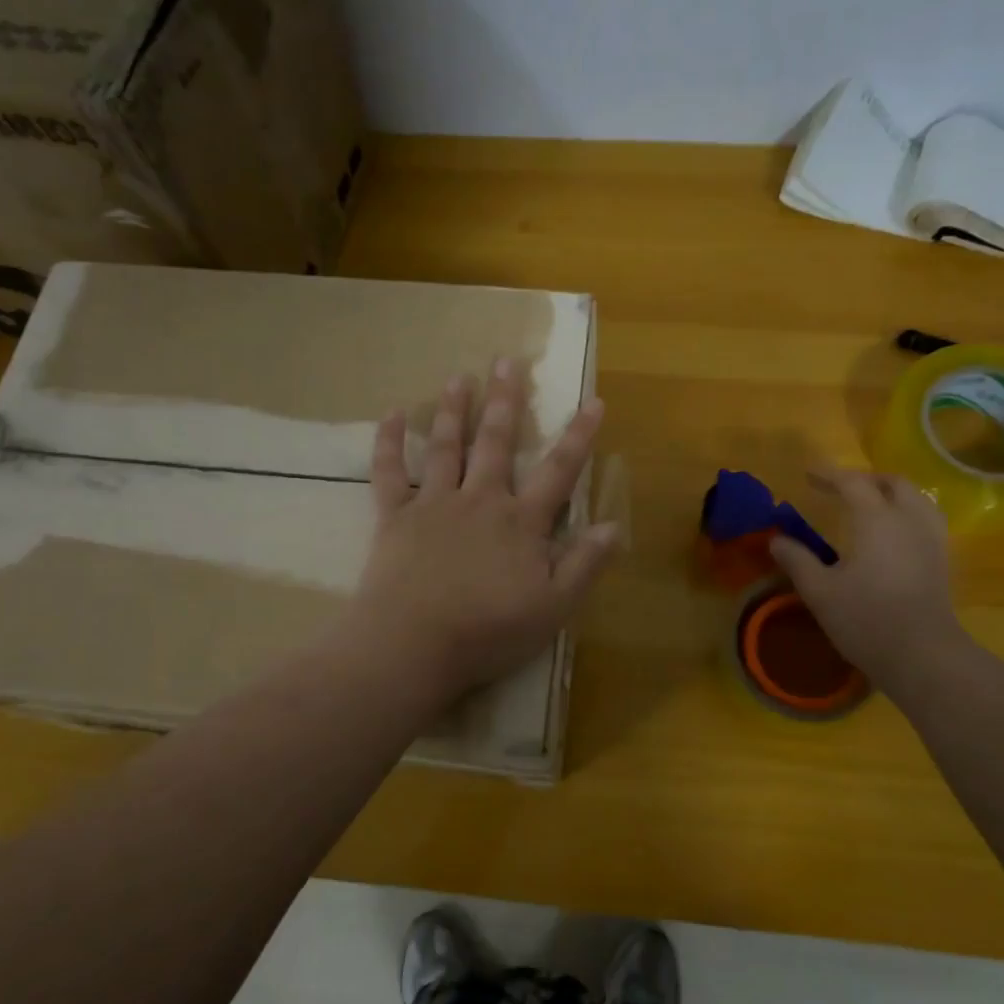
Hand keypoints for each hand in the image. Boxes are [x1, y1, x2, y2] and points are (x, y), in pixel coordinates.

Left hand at [348, 359, 619, 700]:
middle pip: (495, 442)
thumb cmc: (488, 630)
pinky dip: (389, 442)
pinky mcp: (395, 517)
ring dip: (454, 409)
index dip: (579, 436)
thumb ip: (584, 563)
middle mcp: (480, 500)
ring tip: (459, 376)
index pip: (559, 471)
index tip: (593, 400)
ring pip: (446, 446)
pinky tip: (391, 413)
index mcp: (521, 522)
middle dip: (505, 400)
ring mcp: (434, 504)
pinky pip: (390, 472)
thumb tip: (615, 524)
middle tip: (507, 360)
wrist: (413, 644)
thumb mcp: (553, 607)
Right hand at [769, 468, 964, 688]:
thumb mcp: (819, 591)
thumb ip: (797, 560)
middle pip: (893, 484)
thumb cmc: (866, 619)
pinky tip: (894, 532)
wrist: (922, 655)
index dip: (829, 475)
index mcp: (876, 519)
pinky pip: (927, 519)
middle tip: (841, 489)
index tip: (808, 475)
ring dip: (892, 493)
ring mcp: (931, 539)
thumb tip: (776, 539)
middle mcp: (909, 519)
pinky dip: (908, 512)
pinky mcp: (942, 559)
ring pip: (917, 498)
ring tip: (870, 505)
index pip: (852, 483)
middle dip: (866, 480)